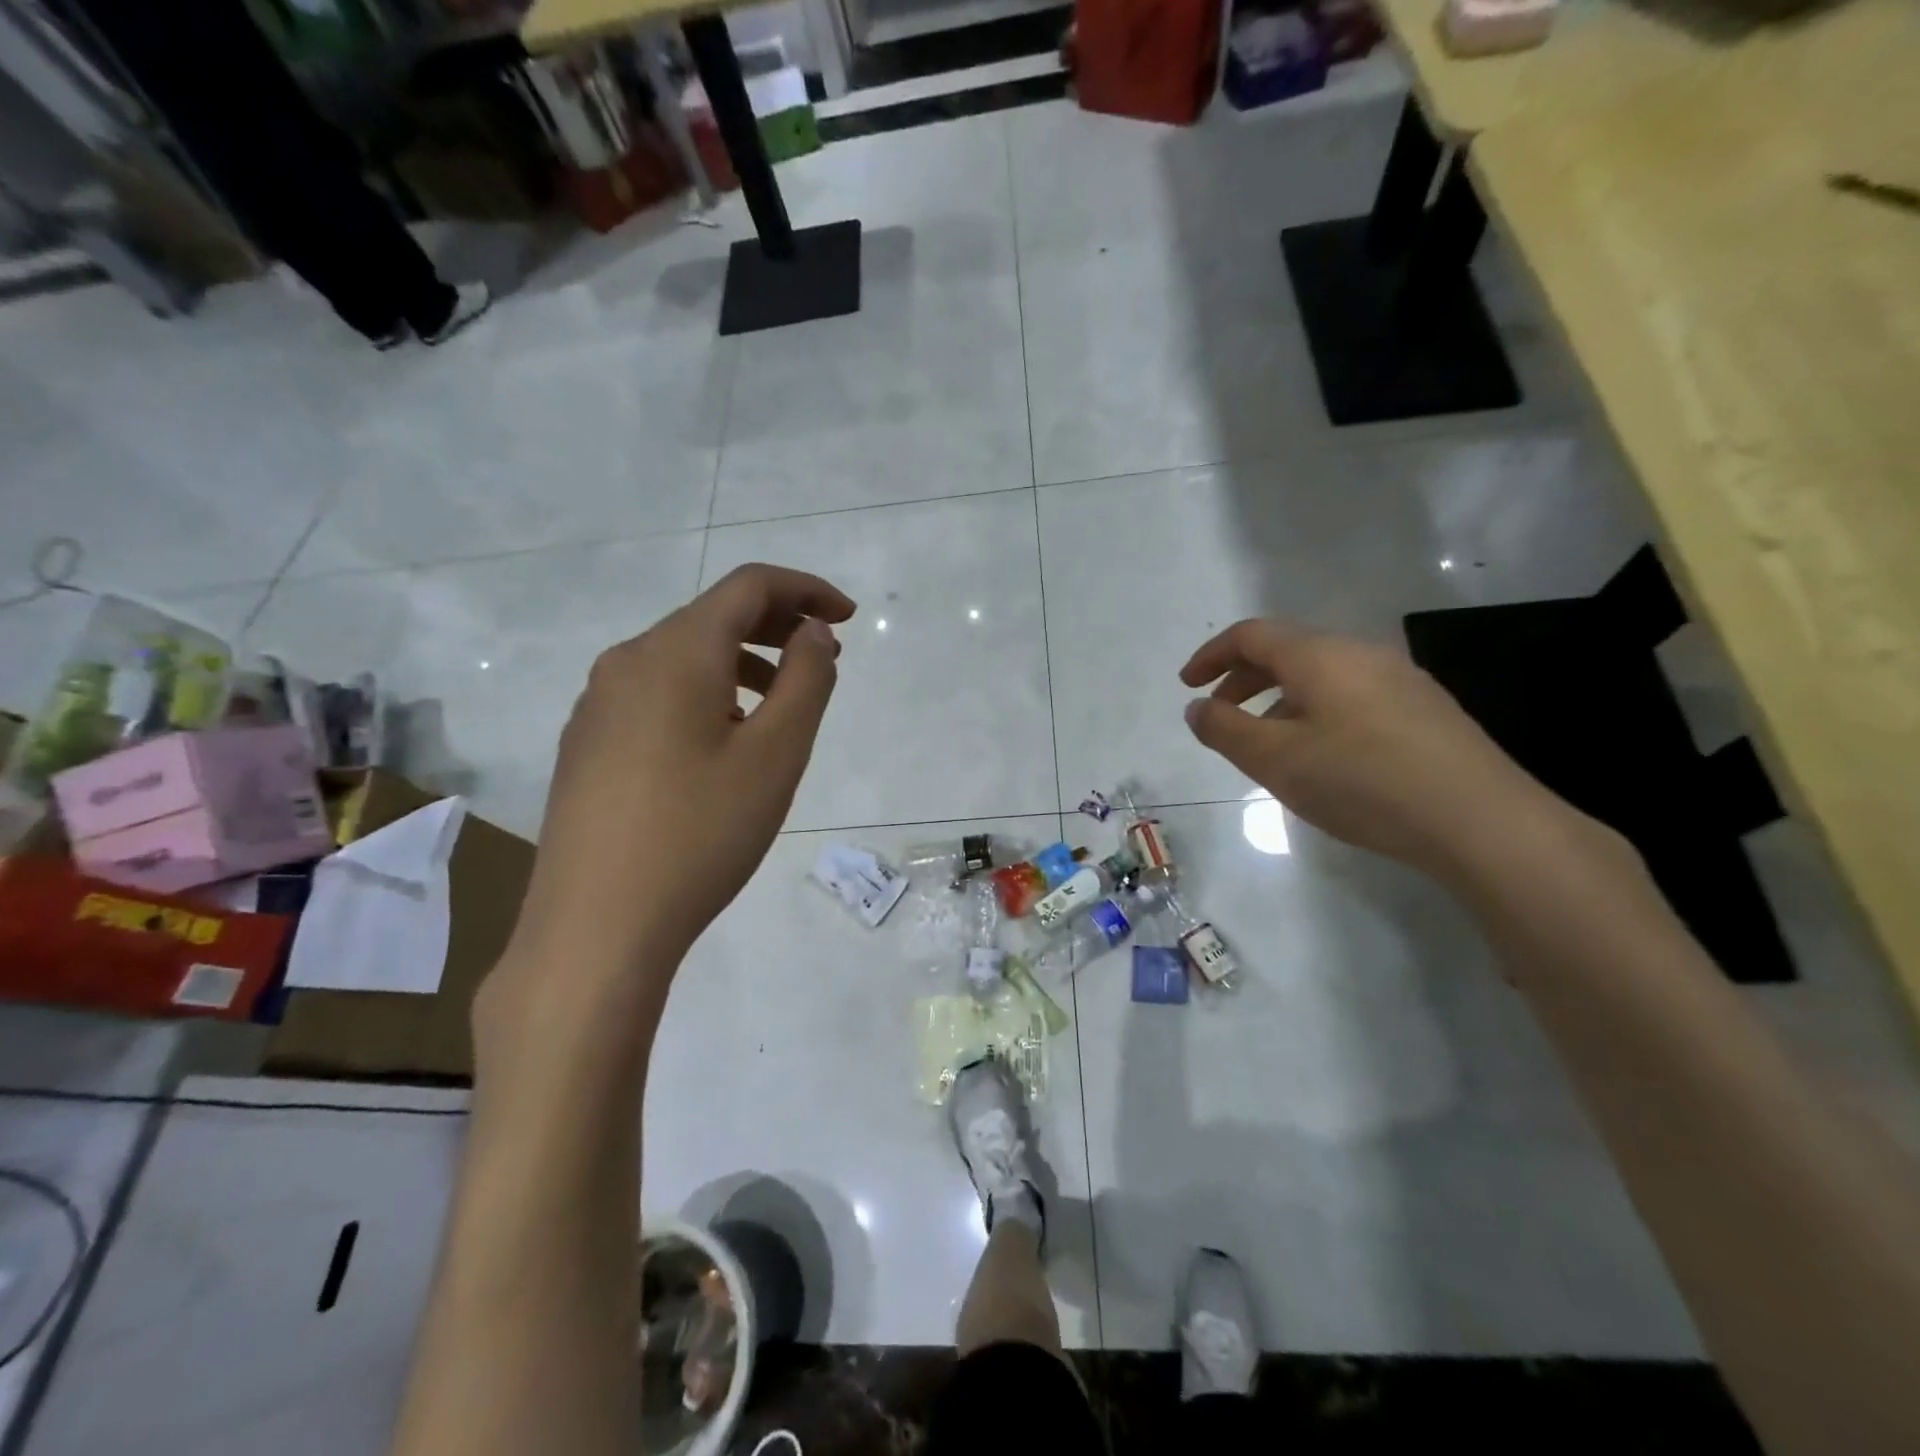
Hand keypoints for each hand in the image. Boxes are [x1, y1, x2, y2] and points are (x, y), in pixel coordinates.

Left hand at [509, 564, 855, 987]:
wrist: (595, 926)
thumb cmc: (701, 832)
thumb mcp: (776, 754)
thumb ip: (806, 680)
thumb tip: (813, 633)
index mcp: (675, 652)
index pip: (749, 586)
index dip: (806, 589)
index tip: (848, 618)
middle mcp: (627, 661)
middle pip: (712, 617)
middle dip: (776, 626)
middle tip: (824, 659)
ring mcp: (597, 704)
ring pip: (682, 658)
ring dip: (741, 663)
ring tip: (779, 708)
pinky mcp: (586, 744)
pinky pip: (656, 694)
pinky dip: (704, 694)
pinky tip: (721, 745)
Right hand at [1179, 619, 1569, 880]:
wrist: (1480, 820)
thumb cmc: (1361, 781)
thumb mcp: (1275, 760)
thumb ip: (1225, 730)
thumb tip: (1197, 708)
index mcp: (1319, 655)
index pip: (1251, 635)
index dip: (1211, 655)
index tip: (1186, 685)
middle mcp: (1360, 654)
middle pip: (1287, 651)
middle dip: (1243, 679)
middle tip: (1219, 715)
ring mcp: (1400, 679)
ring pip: (1321, 676)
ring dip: (1279, 700)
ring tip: (1267, 745)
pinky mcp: (1424, 710)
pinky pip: (1351, 696)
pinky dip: (1316, 713)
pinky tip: (1322, 758)